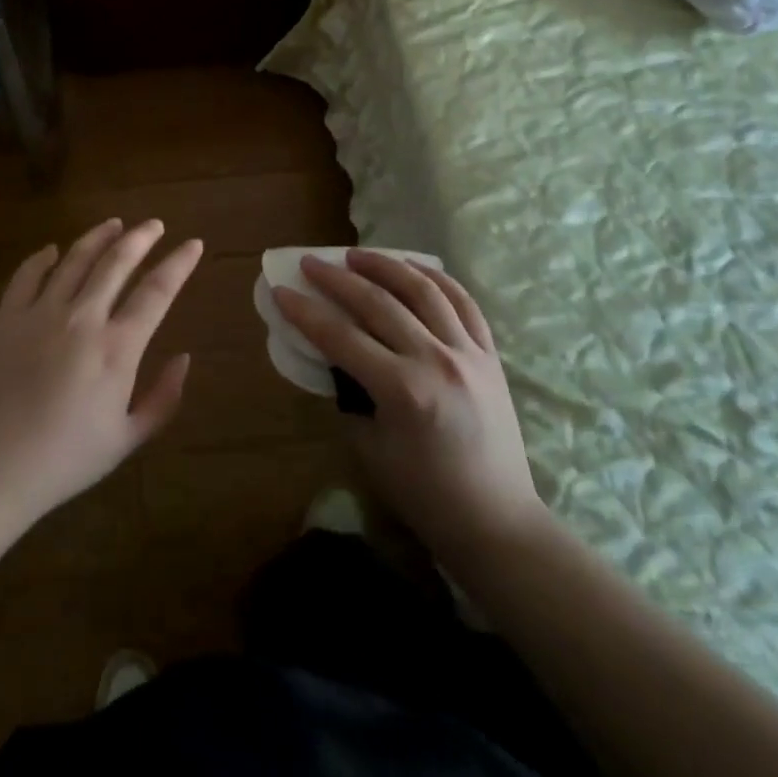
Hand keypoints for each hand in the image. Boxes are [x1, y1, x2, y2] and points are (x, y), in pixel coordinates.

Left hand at [0, 219, 202, 528]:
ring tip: (115, 224)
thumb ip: (163, 398)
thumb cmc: (64, 461)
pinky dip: (42, 258)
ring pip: (75, 259)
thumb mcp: (126, 440)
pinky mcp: (7, 319)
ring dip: (99, 236)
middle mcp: (83, 318)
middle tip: (155, 225)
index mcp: (117, 348)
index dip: (179, 263)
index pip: (157, 290)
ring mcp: (41, 313)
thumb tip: (184, 359)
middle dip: (141, 237)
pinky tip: (52, 251)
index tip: (194, 244)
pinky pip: (27, 275)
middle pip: (117, 261)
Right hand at [274, 251, 545, 557]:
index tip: (281, 290)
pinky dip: (436, 278)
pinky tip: (413, 267)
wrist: (496, 521)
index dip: (306, 311)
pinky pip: (463, 302)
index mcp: (403, 391)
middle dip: (337, 278)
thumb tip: (335, 355)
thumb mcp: (369, 447)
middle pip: (379, 302)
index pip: (341, 337)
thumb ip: (350, 394)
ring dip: (385, 265)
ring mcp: (468, 353)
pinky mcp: (490, 354)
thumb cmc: (424, 495)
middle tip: (311, 262)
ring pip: (423, 290)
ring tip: (357, 255)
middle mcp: (436, 361)